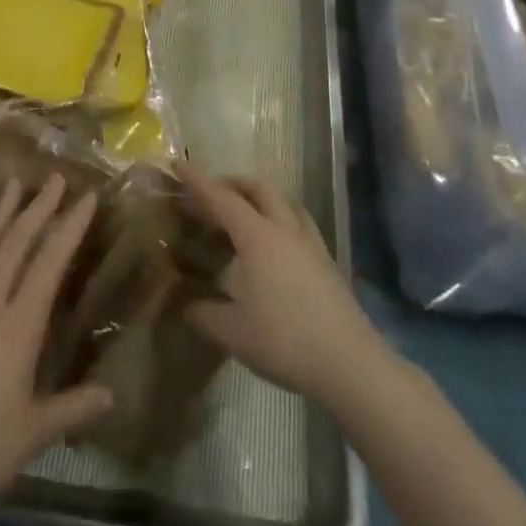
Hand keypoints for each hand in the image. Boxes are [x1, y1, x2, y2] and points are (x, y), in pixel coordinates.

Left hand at [0, 173, 111, 525]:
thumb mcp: (33, 433)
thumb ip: (73, 408)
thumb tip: (112, 395)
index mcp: (18, 327)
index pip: (49, 263)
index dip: (69, 227)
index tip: (86, 197)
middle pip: (15, 243)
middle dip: (38, 207)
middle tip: (54, 177)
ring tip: (11, 185)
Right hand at [178, 162, 387, 406]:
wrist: (348, 361)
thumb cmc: (284, 340)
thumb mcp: (233, 332)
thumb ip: (204, 314)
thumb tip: (187, 305)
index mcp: (257, 236)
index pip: (221, 198)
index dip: (197, 180)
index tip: (178, 164)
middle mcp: (283, 227)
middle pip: (258, 187)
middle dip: (232, 182)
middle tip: (211, 193)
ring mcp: (309, 241)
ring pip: (283, 200)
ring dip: (259, 196)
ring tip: (243, 212)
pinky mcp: (325, 259)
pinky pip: (298, 221)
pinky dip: (279, 216)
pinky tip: (275, 242)